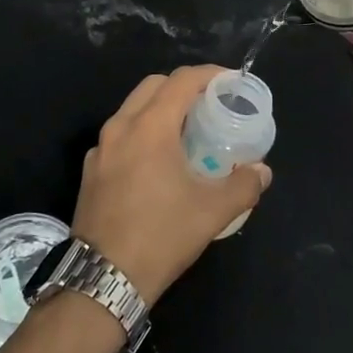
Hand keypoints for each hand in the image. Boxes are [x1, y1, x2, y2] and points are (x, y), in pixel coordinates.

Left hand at [71, 66, 271, 302]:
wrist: (103, 278)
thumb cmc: (161, 236)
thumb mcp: (212, 212)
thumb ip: (243, 185)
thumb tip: (262, 171)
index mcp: (150, 126)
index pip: (182, 81)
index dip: (209, 75)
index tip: (231, 82)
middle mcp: (121, 126)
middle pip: (154, 86)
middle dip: (183, 87)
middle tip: (210, 104)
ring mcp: (101, 147)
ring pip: (133, 108)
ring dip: (160, 108)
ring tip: (187, 131)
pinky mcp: (91, 169)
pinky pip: (120, 134)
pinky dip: (142, 131)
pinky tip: (157, 161)